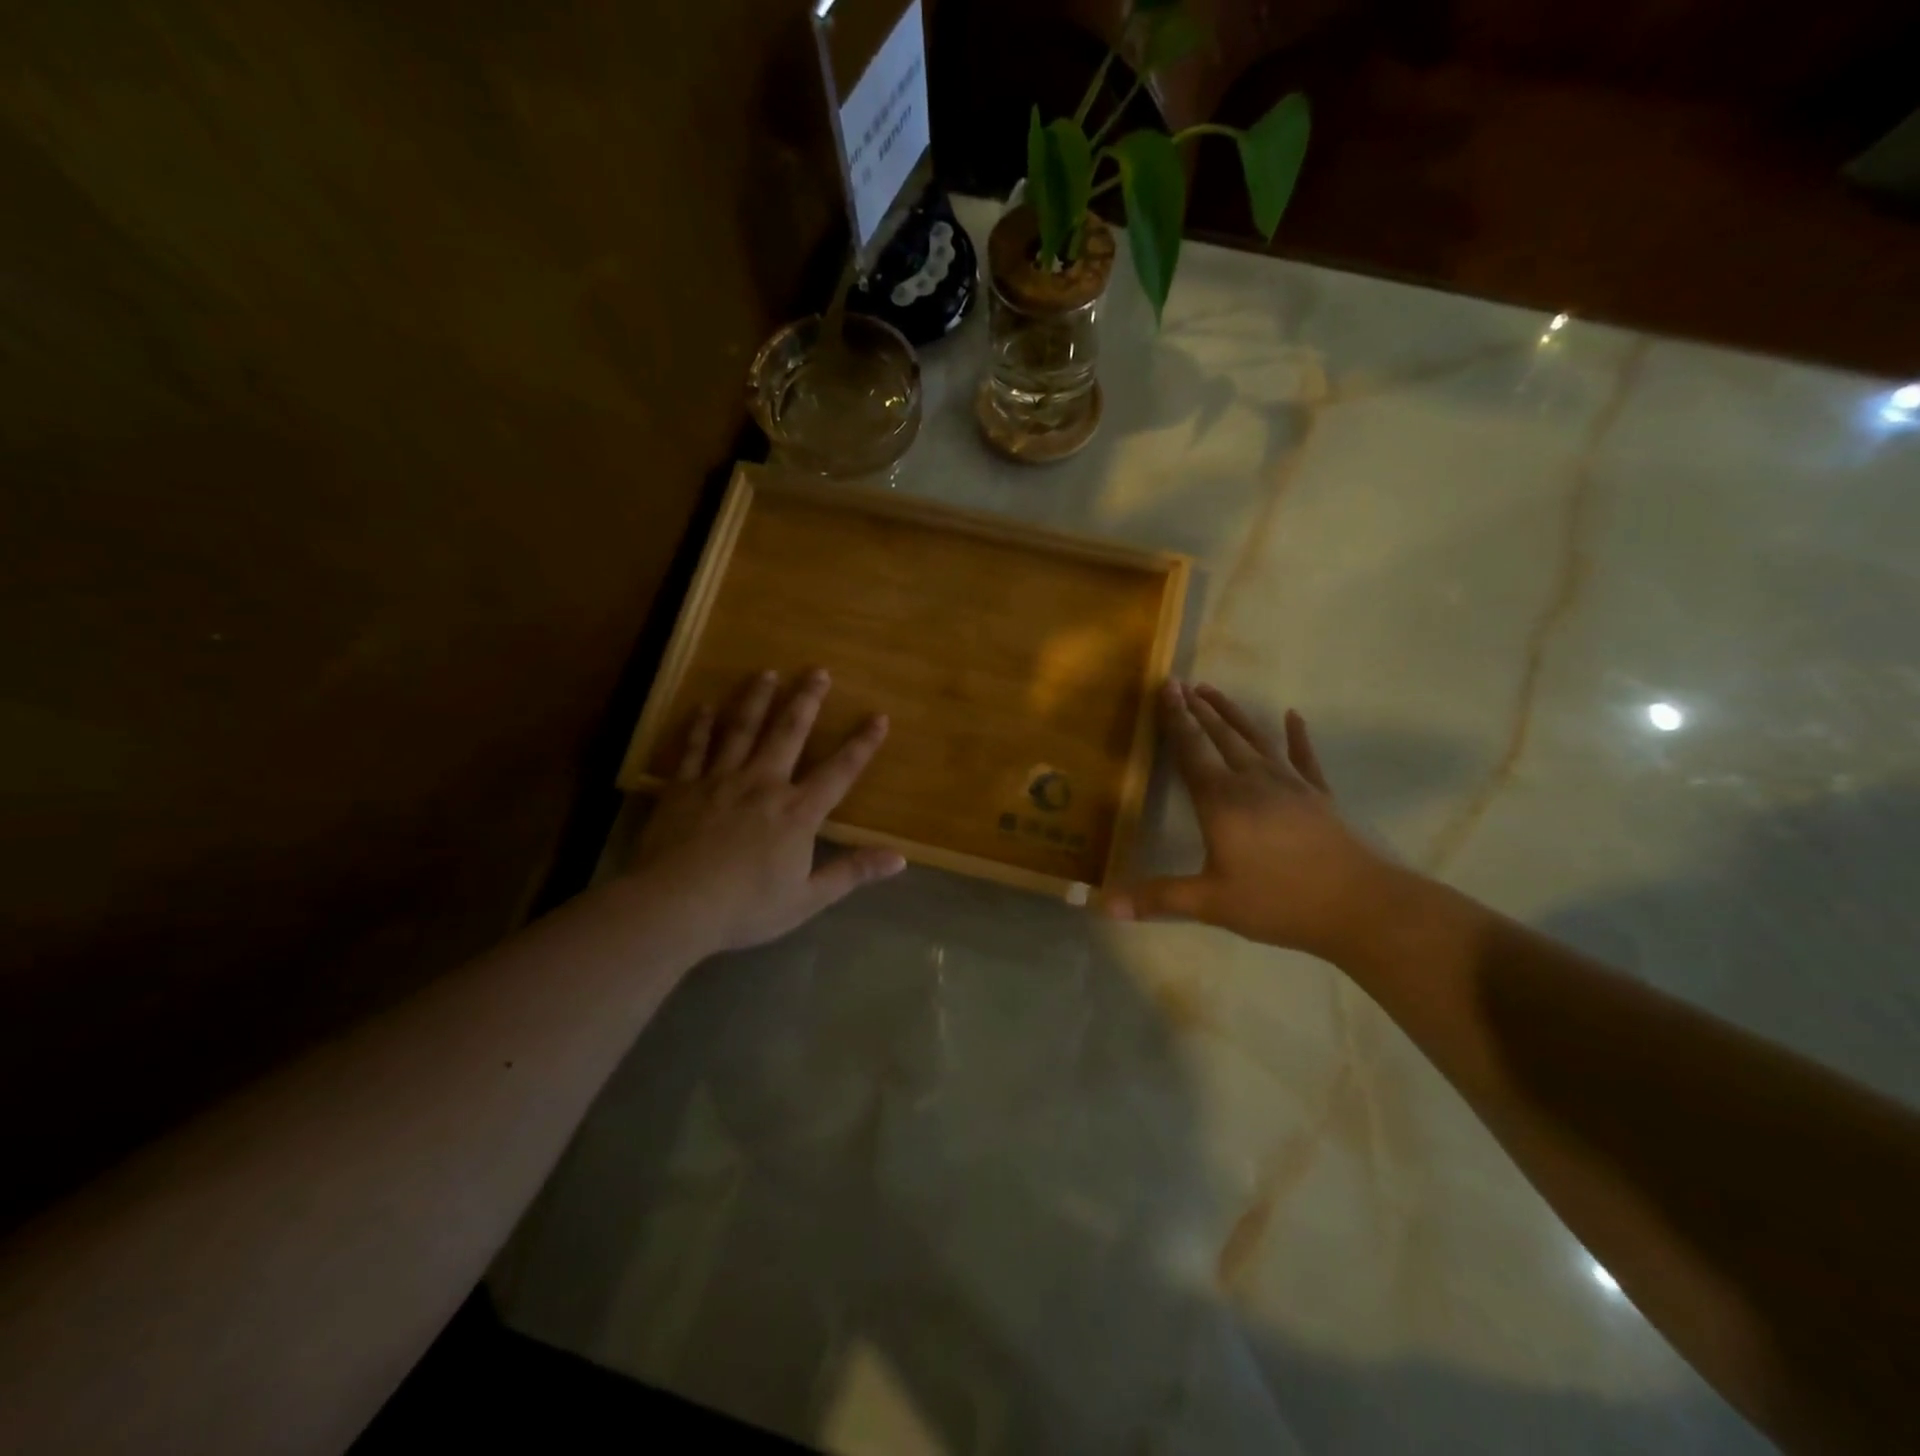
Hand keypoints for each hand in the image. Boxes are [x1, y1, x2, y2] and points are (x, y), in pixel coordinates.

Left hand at [627, 668, 903, 955]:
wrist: (675, 905)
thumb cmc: (747, 907)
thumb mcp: (809, 898)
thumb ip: (853, 872)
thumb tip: (900, 858)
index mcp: (797, 812)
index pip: (839, 772)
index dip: (862, 744)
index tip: (878, 716)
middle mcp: (763, 784)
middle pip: (788, 733)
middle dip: (806, 700)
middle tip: (818, 670)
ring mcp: (721, 780)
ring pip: (741, 729)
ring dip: (756, 699)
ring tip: (766, 672)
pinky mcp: (683, 787)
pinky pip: (693, 749)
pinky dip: (699, 726)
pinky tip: (703, 706)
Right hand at [1105, 681, 1398, 959]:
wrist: (1360, 905)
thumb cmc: (1279, 901)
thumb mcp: (1212, 903)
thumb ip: (1158, 898)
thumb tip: (1105, 905)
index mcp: (1222, 801)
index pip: (1192, 750)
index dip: (1175, 719)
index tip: (1166, 687)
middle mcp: (1252, 781)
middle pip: (1220, 736)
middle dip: (1198, 709)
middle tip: (1181, 683)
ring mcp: (1290, 784)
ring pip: (1255, 738)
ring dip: (1232, 713)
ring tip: (1213, 690)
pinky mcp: (1318, 795)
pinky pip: (1304, 757)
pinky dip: (1298, 735)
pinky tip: (1294, 716)